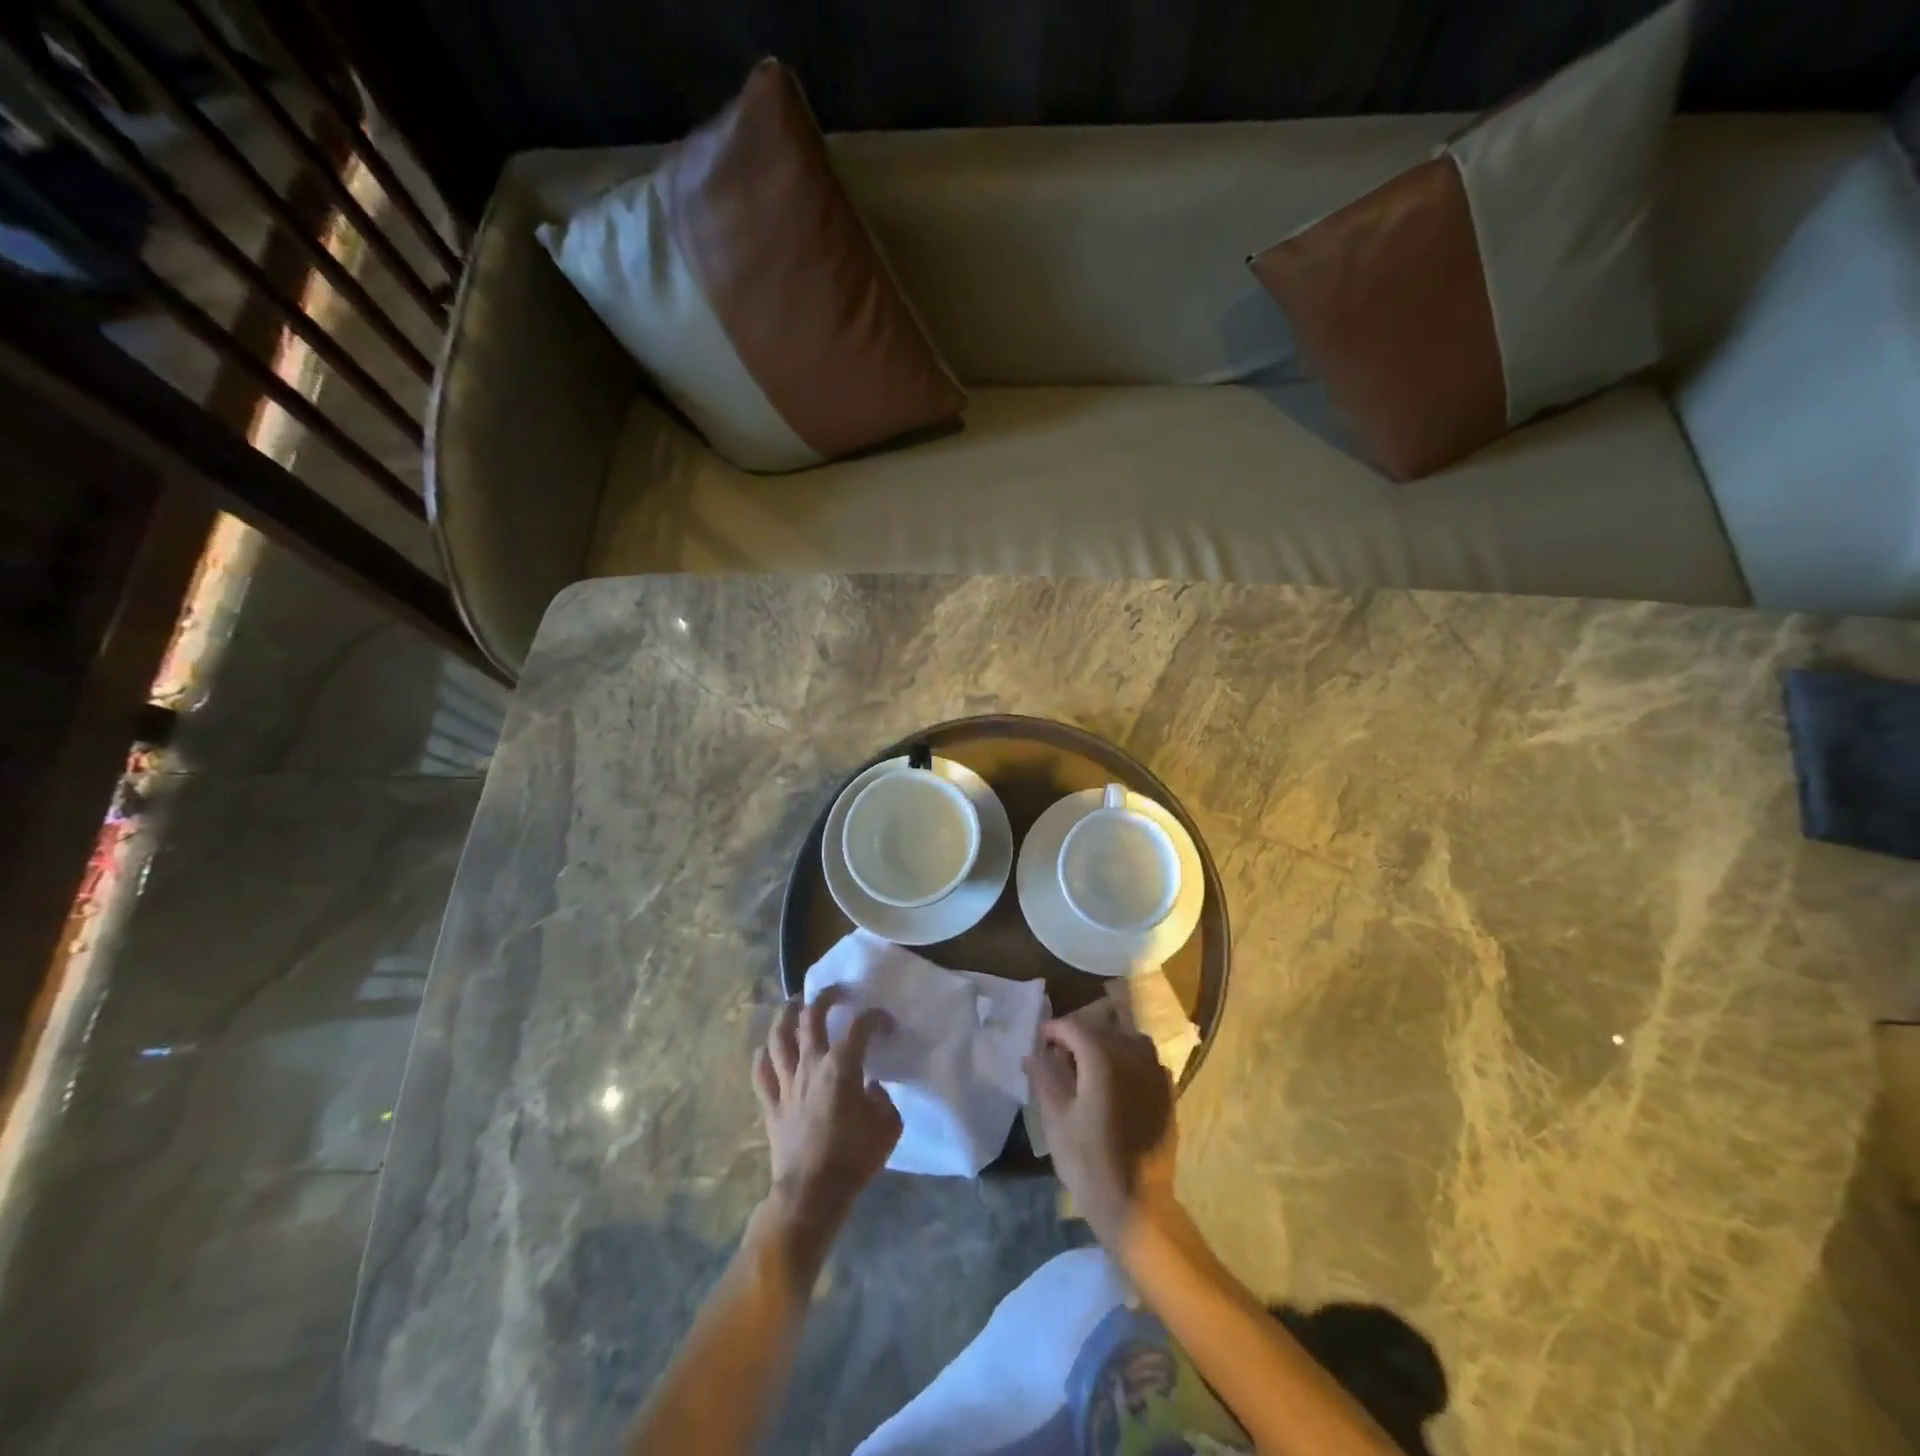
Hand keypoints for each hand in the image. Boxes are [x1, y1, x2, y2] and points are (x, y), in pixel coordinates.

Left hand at [753, 987, 900, 1252]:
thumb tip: (872, 1088)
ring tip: (795, 1004)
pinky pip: (761, 1072)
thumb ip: (883, 1099)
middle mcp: (811, 1064)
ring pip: (779, 1036)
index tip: (885, 1022)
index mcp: (842, 1065)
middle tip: (834, 992)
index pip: (860, 1026)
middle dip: (824, 997)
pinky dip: (763, 1055)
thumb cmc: (855, 1157)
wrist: (813, 1193)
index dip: (875, 1017)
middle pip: (811, 1016)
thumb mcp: (888, 1126)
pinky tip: (768, 1049)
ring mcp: (786, 1082)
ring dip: (786, 1014)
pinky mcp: (770, 1104)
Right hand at [1026, 1008, 1177, 1247]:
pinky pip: (1147, 1060)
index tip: (1039, 1039)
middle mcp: (1132, 1056)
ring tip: (1090, 1063)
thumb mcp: (1056, 1119)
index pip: (1074, 1027)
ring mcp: (1155, 1073)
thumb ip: (1045, 1078)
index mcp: (1102, 1058)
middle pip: (1102, 1028)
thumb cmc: (1089, 1162)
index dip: (1053, 1029)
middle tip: (1059, 1053)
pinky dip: (1130, 1059)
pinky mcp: (1167, 1093)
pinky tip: (1118, 1080)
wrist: (1137, 1204)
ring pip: (1129, 1038)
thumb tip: (1033, 1054)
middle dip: (1078, 1034)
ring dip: (1108, 1042)